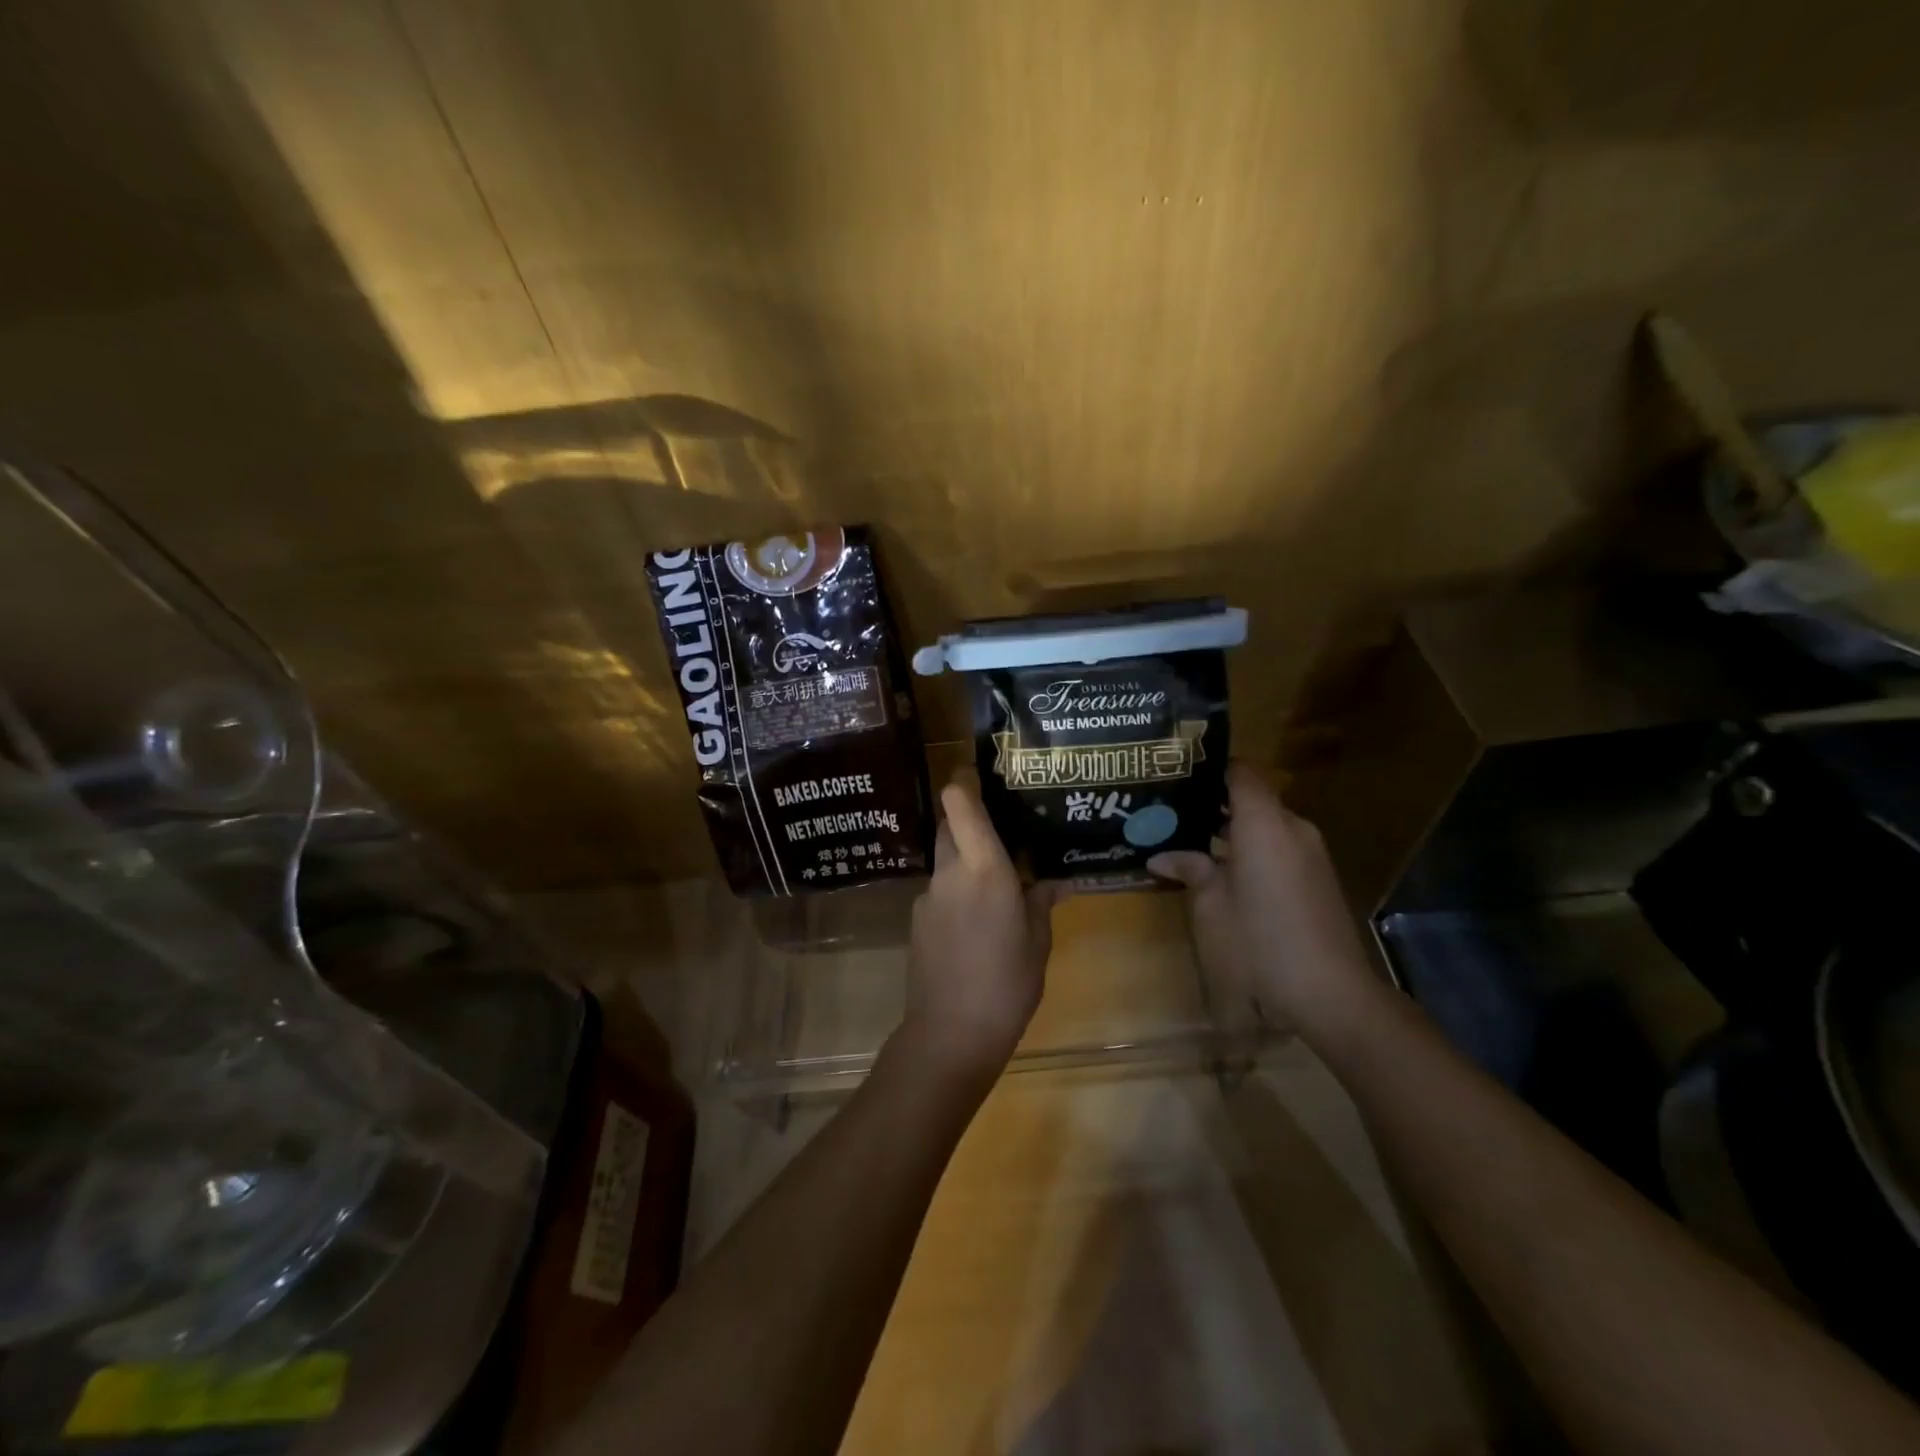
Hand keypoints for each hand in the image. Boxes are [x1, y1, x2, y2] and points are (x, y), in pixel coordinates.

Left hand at [900, 778, 1062, 1081]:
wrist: (950, 1034)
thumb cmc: (1007, 984)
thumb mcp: (1038, 942)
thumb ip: (1042, 902)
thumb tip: (1056, 881)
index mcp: (984, 869)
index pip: (960, 803)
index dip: (964, 779)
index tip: (980, 771)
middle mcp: (950, 872)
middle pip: (950, 824)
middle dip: (970, 818)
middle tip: (1003, 827)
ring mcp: (928, 896)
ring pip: (945, 858)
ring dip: (966, 858)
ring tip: (997, 880)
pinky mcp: (918, 920)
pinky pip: (940, 889)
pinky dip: (957, 890)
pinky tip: (978, 921)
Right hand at [1148, 763, 1372, 1031]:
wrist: (1330, 995)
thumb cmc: (1259, 943)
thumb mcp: (1211, 907)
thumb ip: (1191, 869)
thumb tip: (1162, 855)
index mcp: (1264, 824)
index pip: (1242, 772)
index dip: (1212, 766)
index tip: (1178, 771)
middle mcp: (1293, 828)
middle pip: (1253, 798)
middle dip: (1214, 802)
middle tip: (1173, 810)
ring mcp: (1311, 855)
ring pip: (1266, 825)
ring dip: (1233, 829)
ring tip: (1191, 840)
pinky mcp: (1318, 879)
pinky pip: (1280, 848)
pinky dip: (1252, 849)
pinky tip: (1224, 871)